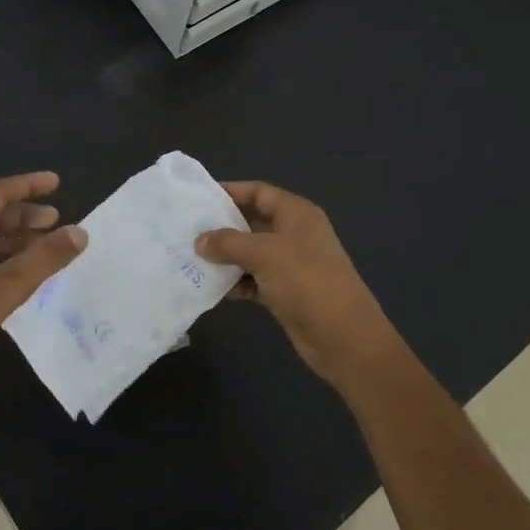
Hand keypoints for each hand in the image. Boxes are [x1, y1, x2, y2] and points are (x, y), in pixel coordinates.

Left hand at [0, 172, 86, 408]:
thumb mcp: (4, 289)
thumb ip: (44, 259)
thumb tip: (80, 232)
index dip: (28, 185)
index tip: (56, 182)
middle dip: (24, 216)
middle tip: (56, 221)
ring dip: (14, 240)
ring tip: (43, 249)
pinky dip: (0, 260)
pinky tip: (17, 276)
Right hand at [194, 180, 393, 382]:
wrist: (343, 337)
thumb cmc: (307, 282)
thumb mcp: (265, 254)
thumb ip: (229, 243)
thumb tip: (200, 240)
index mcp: (296, 214)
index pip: (259, 192)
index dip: (230, 191)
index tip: (198, 198)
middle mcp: (293, 234)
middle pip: (252, 222)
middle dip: (222, 227)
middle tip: (186, 231)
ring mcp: (290, 264)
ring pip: (250, 253)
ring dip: (225, 258)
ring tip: (190, 260)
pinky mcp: (284, 292)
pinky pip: (253, 280)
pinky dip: (235, 283)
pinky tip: (211, 289)